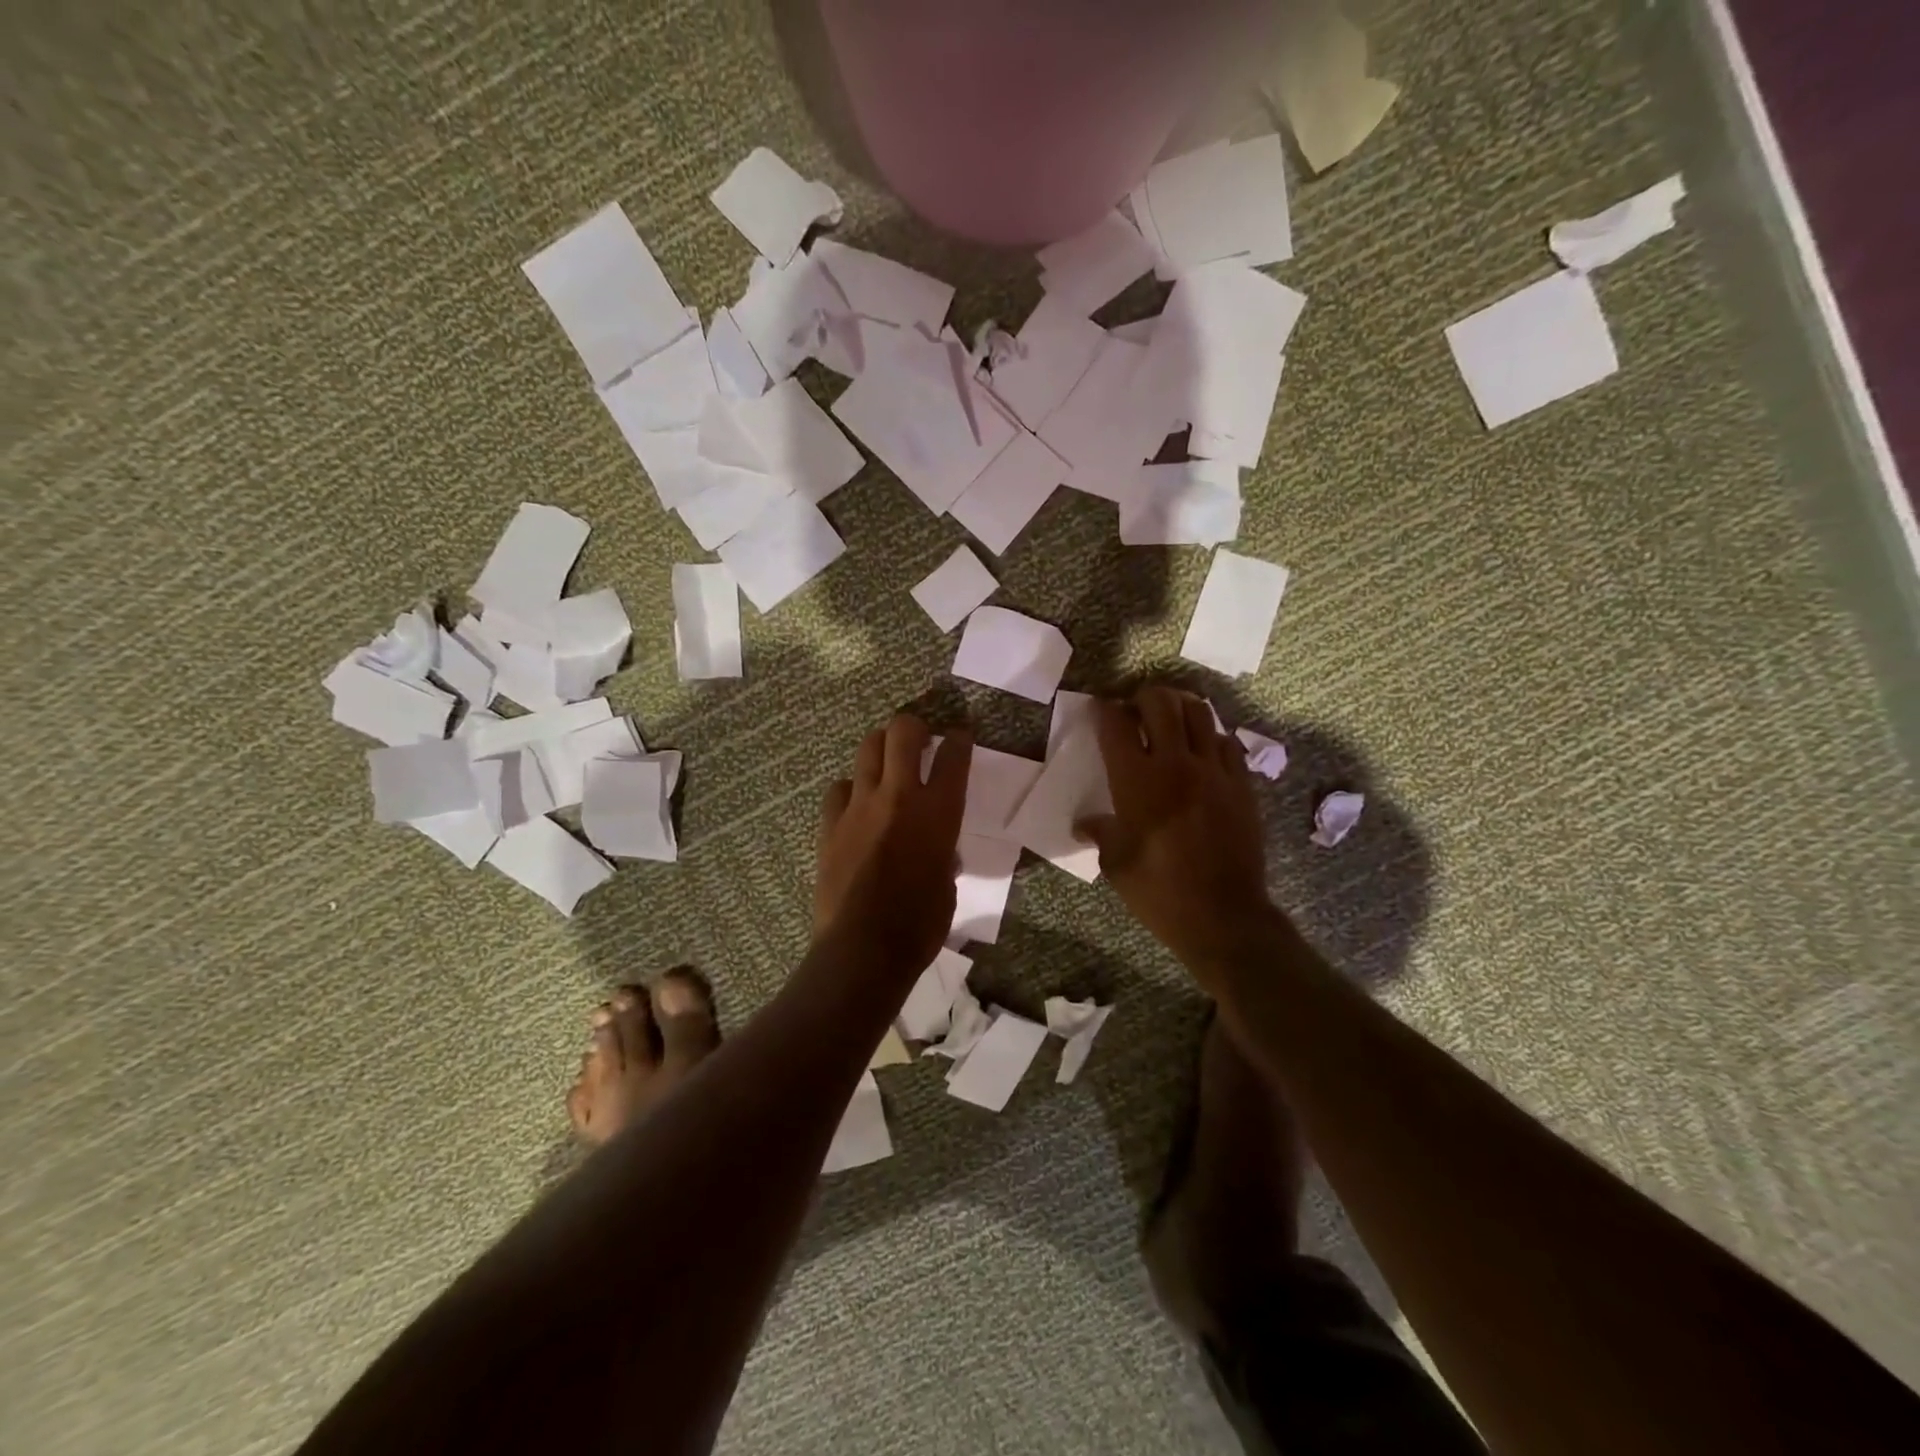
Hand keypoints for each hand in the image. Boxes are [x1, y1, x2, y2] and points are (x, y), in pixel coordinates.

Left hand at [815, 713, 971, 972]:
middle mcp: (898, 797)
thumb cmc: (919, 925)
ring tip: (887, 763)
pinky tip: (856, 804)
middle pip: (902, 732)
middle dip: (913, 726)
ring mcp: (859, 807)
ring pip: (867, 749)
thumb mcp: (948, 884)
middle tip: (919, 738)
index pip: (953, 757)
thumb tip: (939, 849)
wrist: (863, 949)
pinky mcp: (830, 824)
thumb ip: (943, 854)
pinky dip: (851, 789)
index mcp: (938, 813)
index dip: (959, 740)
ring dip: (881, 749)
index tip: (960, 735)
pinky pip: (839, 789)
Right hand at [1076, 687, 1277, 984]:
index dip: (1103, 710)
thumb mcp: (1116, 865)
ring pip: (1200, 713)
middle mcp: (1176, 764)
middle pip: (1161, 703)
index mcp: (1136, 781)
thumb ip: (1101, 833)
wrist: (1224, 916)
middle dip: (1143, 697)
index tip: (1099, 709)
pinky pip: (1228, 743)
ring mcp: (1214, 771)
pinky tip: (1203, 752)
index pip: (1116, 725)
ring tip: (1171, 720)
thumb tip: (1085, 823)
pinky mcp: (1241, 784)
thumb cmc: (1159, 892)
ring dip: (1180, 708)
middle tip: (1135, 711)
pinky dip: (1211, 738)